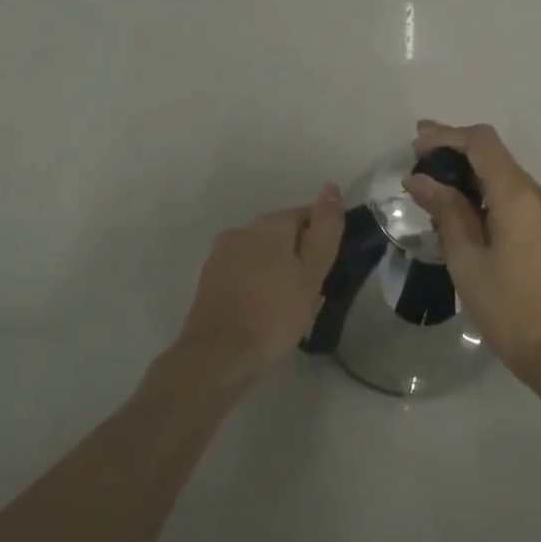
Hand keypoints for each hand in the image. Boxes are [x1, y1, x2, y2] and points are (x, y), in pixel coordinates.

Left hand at [169, 183, 344, 382]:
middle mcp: (242, 229)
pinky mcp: (209, 276)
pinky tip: (264, 306)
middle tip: (311, 288)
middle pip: (281, 231)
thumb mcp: (312, 273)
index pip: (306, 214)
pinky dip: (257, 279)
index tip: (327, 268)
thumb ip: (325, 229)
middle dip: (298, 252)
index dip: (322, 238)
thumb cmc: (275, 314)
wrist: (219, 354)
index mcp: (269, 224)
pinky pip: (243, 268)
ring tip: (288, 300)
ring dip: (276, 266)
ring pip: (261, 250)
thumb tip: (331, 187)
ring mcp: (221, 252)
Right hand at [405, 121, 540, 375]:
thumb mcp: (466, 260)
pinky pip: (529, 204)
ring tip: (445, 201)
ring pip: (513, 183)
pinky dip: (502, 202)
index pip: (482, 143)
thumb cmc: (506, 309)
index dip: (447, 135)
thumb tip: (419, 179)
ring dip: (479, 183)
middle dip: (459, 159)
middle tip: (423, 170)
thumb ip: (446, 211)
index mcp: (520, 197)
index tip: (418, 142)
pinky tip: (482, 225)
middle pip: (498, 160)